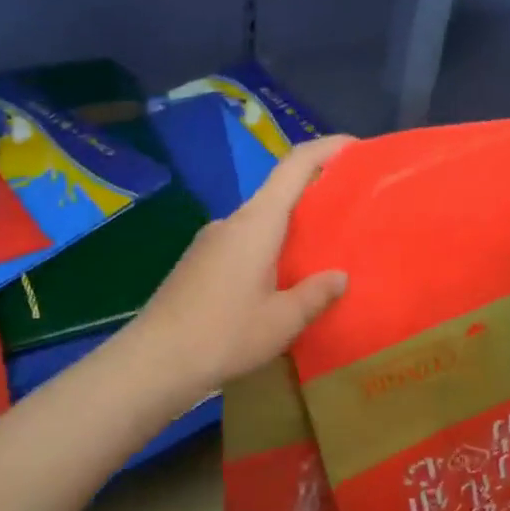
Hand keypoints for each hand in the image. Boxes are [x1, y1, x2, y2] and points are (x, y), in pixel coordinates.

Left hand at [135, 135, 353, 394]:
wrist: (153, 362)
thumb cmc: (224, 335)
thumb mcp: (282, 321)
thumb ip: (315, 294)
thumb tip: (339, 276)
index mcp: (256, 223)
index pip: (295, 166)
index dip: (327, 149)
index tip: (357, 148)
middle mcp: (231, 222)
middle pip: (278, 192)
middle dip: (315, 194)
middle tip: (350, 210)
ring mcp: (210, 241)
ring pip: (260, 221)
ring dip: (291, 227)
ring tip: (322, 252)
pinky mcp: (198, 263)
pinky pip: (243, 242)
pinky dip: (269, 247)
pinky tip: (281, 280)